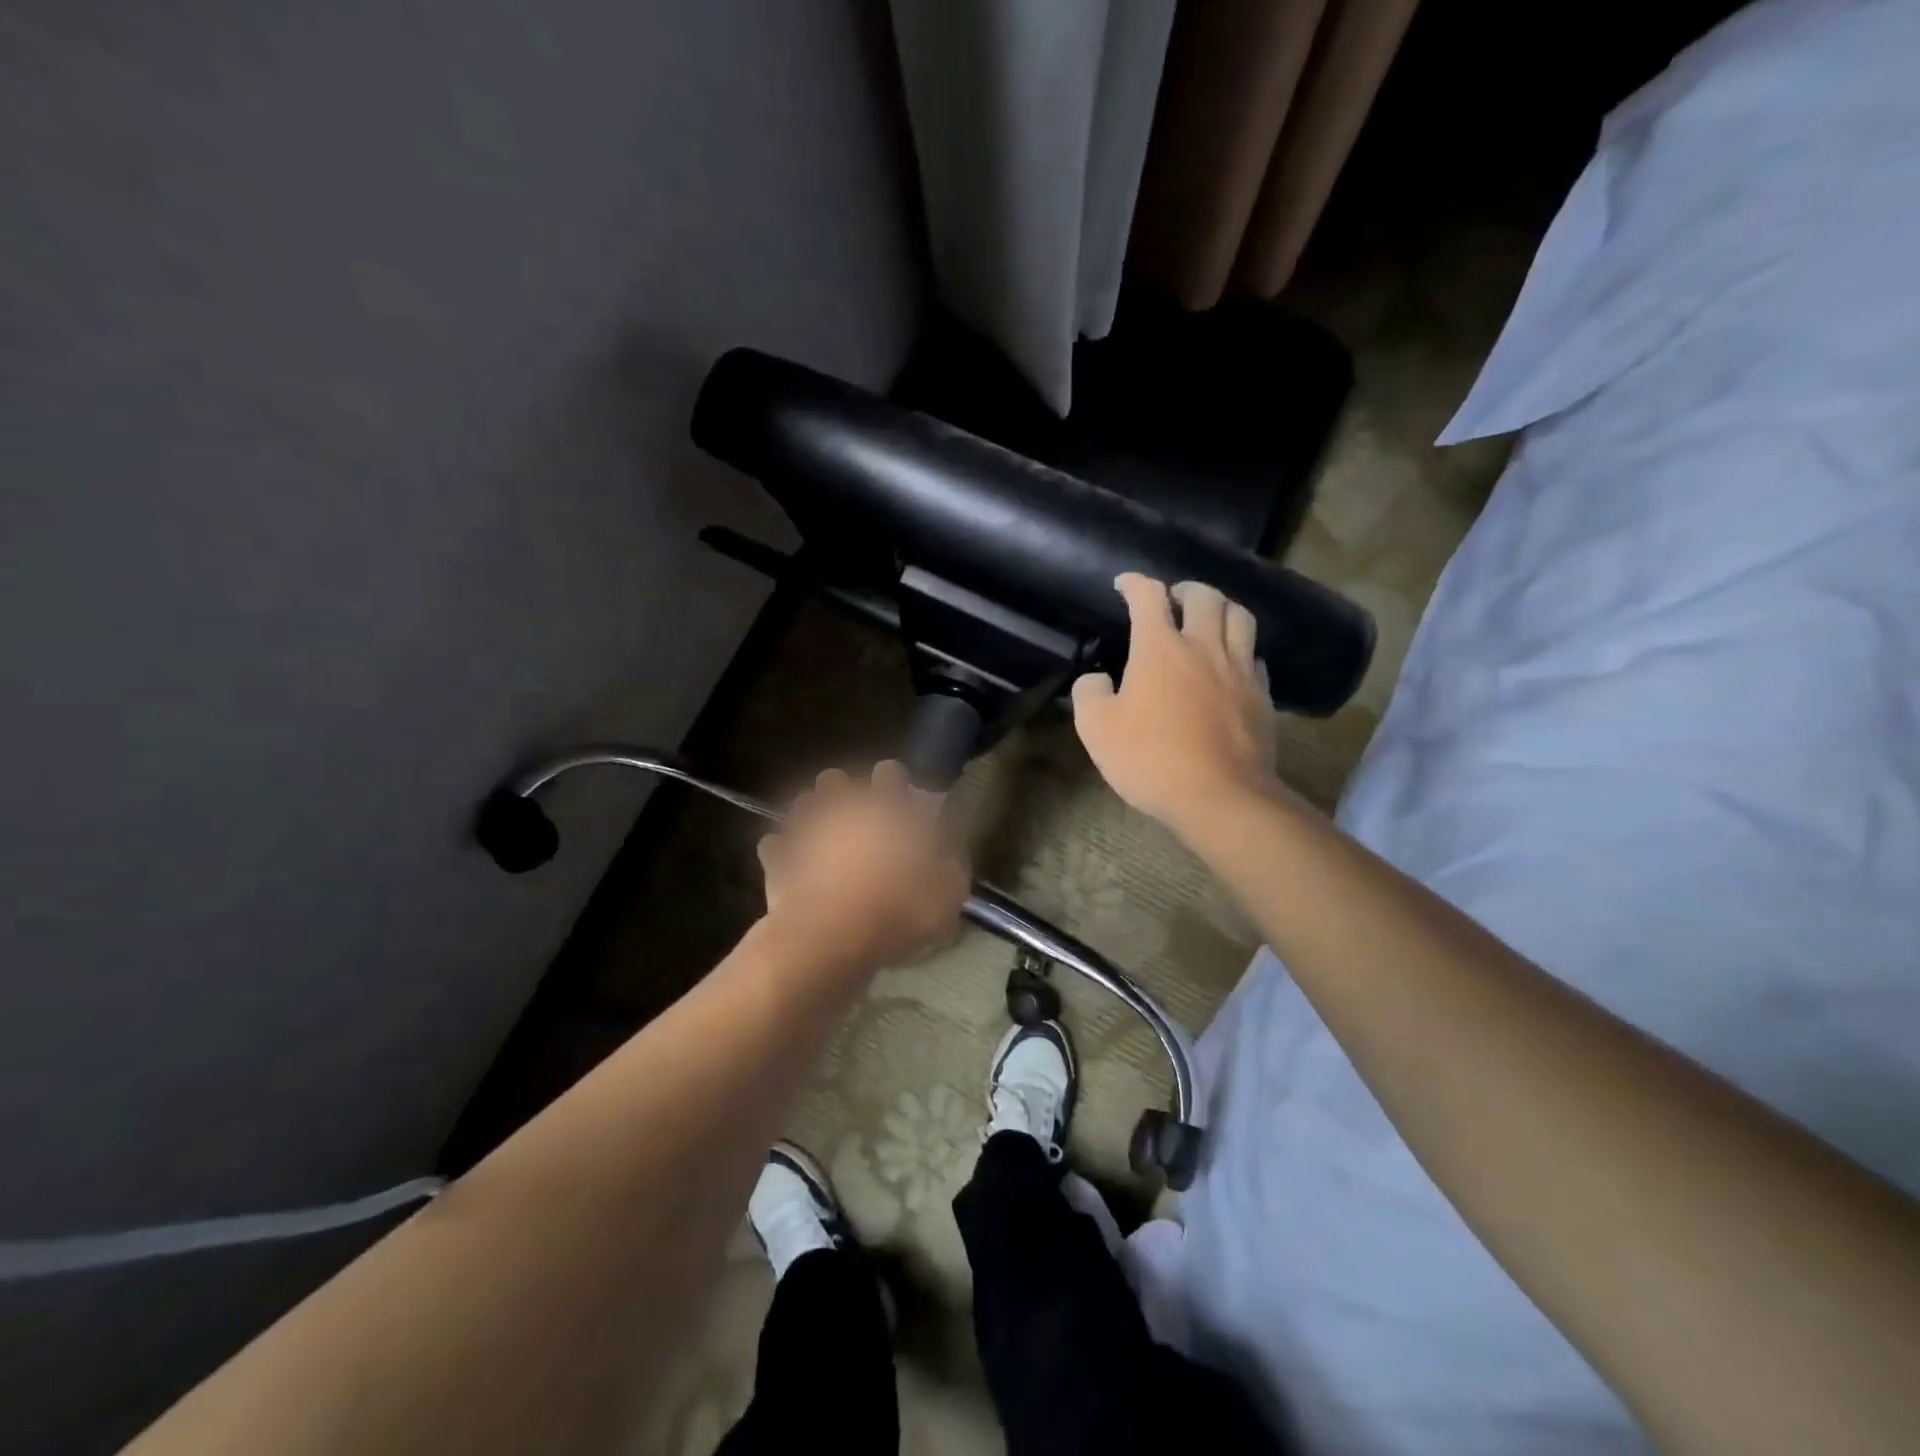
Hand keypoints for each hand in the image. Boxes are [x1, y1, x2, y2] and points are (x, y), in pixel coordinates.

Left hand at [757, 761, 969, 970]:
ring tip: (824, 840)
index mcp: (886, 808)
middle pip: (836, 779)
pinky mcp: (776, 858)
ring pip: (803, 804)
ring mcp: (804, 829)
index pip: (891, 771)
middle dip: (845, 793)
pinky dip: (784, 853)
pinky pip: (775, 845)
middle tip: (858, 820)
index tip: (902, 800)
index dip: (896, 783)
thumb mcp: (947, 896)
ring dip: (814, 817)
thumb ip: (950, 870)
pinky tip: (794, 867)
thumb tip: (948, 862)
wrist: (829, 939)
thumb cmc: (896, 910)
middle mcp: (843, 807)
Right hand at [1072, 574, 1284, 835]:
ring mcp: (1239, 669)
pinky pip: (1255, 656)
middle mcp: (1204, 647)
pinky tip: (1231, 664)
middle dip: (1184, 589)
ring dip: (1221, 608)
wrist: (1219, 797)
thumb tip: (1097, 678)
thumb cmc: (1150, 760)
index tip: (1124, 584)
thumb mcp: (1096, 730)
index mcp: (1160, 648)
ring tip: (1208, 619)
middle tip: (1172, 599)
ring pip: (1240, 617)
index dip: (1134, 583)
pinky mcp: (1262, 695)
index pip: (1148, 597)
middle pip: (1204, 596)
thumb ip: (1089, 694)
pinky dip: (1241, 649)